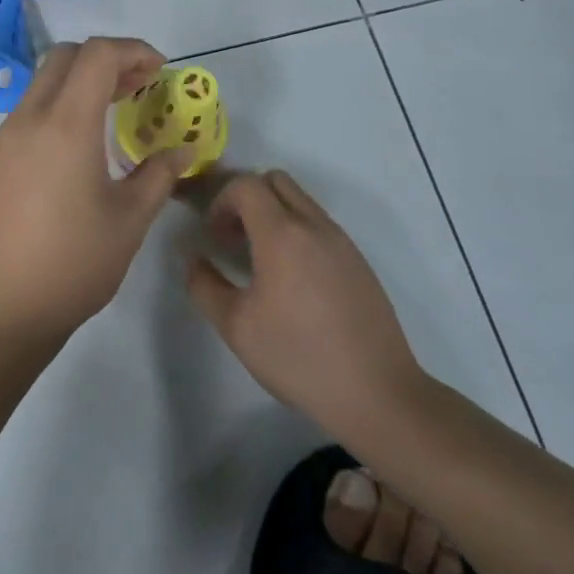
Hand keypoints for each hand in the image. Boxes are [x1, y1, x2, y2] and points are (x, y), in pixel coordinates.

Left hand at [0, 38, 189, 341]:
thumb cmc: (73, 263)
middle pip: (65, 57)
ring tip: (114, 112)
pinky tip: (80, 145)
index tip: (160, 71)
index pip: (97, 55)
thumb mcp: (129, 220)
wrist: (0, 306)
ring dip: (80, 83)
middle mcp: (29, 118)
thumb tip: (182, 150)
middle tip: (139, 87)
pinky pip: (29, 111)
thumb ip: (159, 175)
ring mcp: (5, 137)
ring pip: (43, 83)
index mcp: (66, 125)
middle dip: (106, 59)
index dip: (134, 50)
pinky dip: (59, 106)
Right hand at [186, 170, 428, 437]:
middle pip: (275, 180)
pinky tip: (293, 280)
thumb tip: (196, 261)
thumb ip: (204, 285)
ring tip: (261, 260)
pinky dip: (297, 232)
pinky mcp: (359, 261)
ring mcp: (342, 242)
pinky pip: (320, 224)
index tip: (214, 236)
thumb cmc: (298, 357)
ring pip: (300, 200)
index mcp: (282, 234)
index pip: (245, 184)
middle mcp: (314, 226)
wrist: (377, 393)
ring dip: (273, 214)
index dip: (221, 201)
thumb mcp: (235, 326)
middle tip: (235, 238)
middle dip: (247, 198)